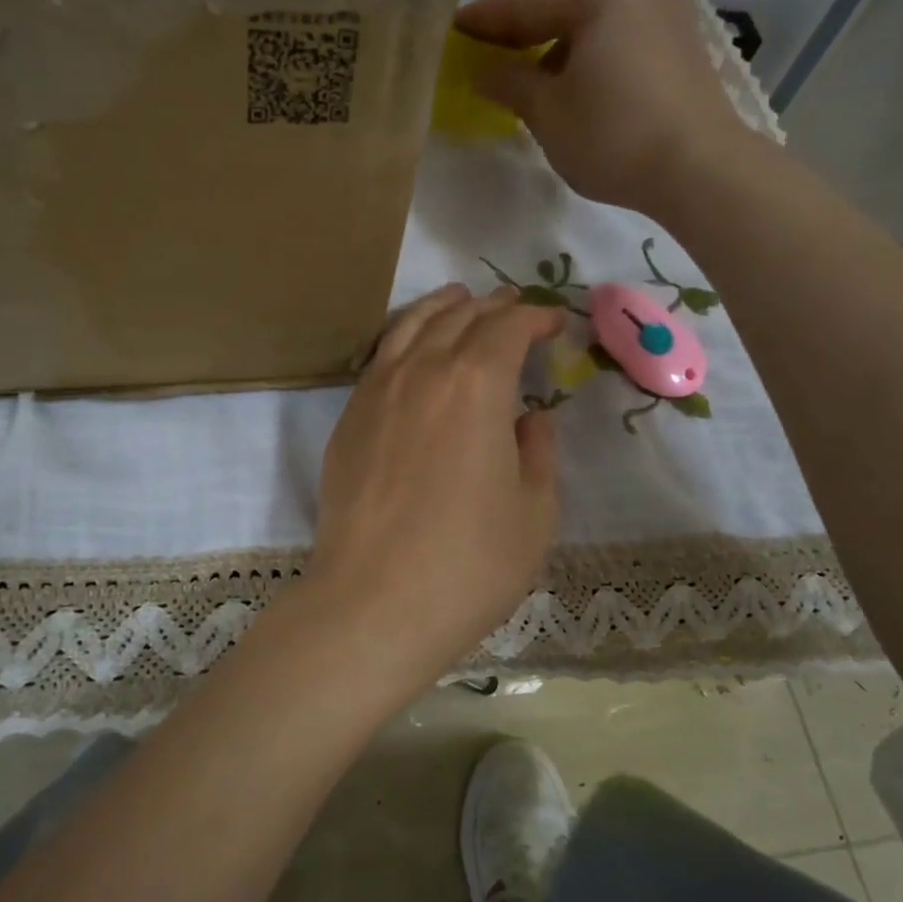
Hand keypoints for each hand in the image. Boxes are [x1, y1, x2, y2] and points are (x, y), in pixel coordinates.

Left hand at [306, 284, 564, 692]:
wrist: (373, 602)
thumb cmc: (468, 564)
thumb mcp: (533, 512)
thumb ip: (537, 453)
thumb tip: (530, 419)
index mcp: (476, 384)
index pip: (508, 328)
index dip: (536, 317)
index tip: (555, 322)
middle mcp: (422, 372)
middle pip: (459, 318)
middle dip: (492, 307)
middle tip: (513, 307)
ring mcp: (375, 393)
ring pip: (410, 328)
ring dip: (440, 308)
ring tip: (458, 298)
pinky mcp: (347, 421)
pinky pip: (379, 359)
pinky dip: (403, 338)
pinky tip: (411, 349)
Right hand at [455, 0, 756, 217]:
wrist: (699, 170)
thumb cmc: (612, 135)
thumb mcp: (548, 112)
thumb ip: (510, 83)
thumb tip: (484, 71)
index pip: (526, 3)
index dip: (484, 20)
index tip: (451, 29)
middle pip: (565, 10)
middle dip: (522, 36)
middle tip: (484, 54)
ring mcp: (669, 18)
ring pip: (595, 30)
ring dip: (557, 52)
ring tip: (528, 82)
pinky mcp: (683, 51)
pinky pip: (621, 46)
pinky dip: (590, 63)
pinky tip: (575, 90)